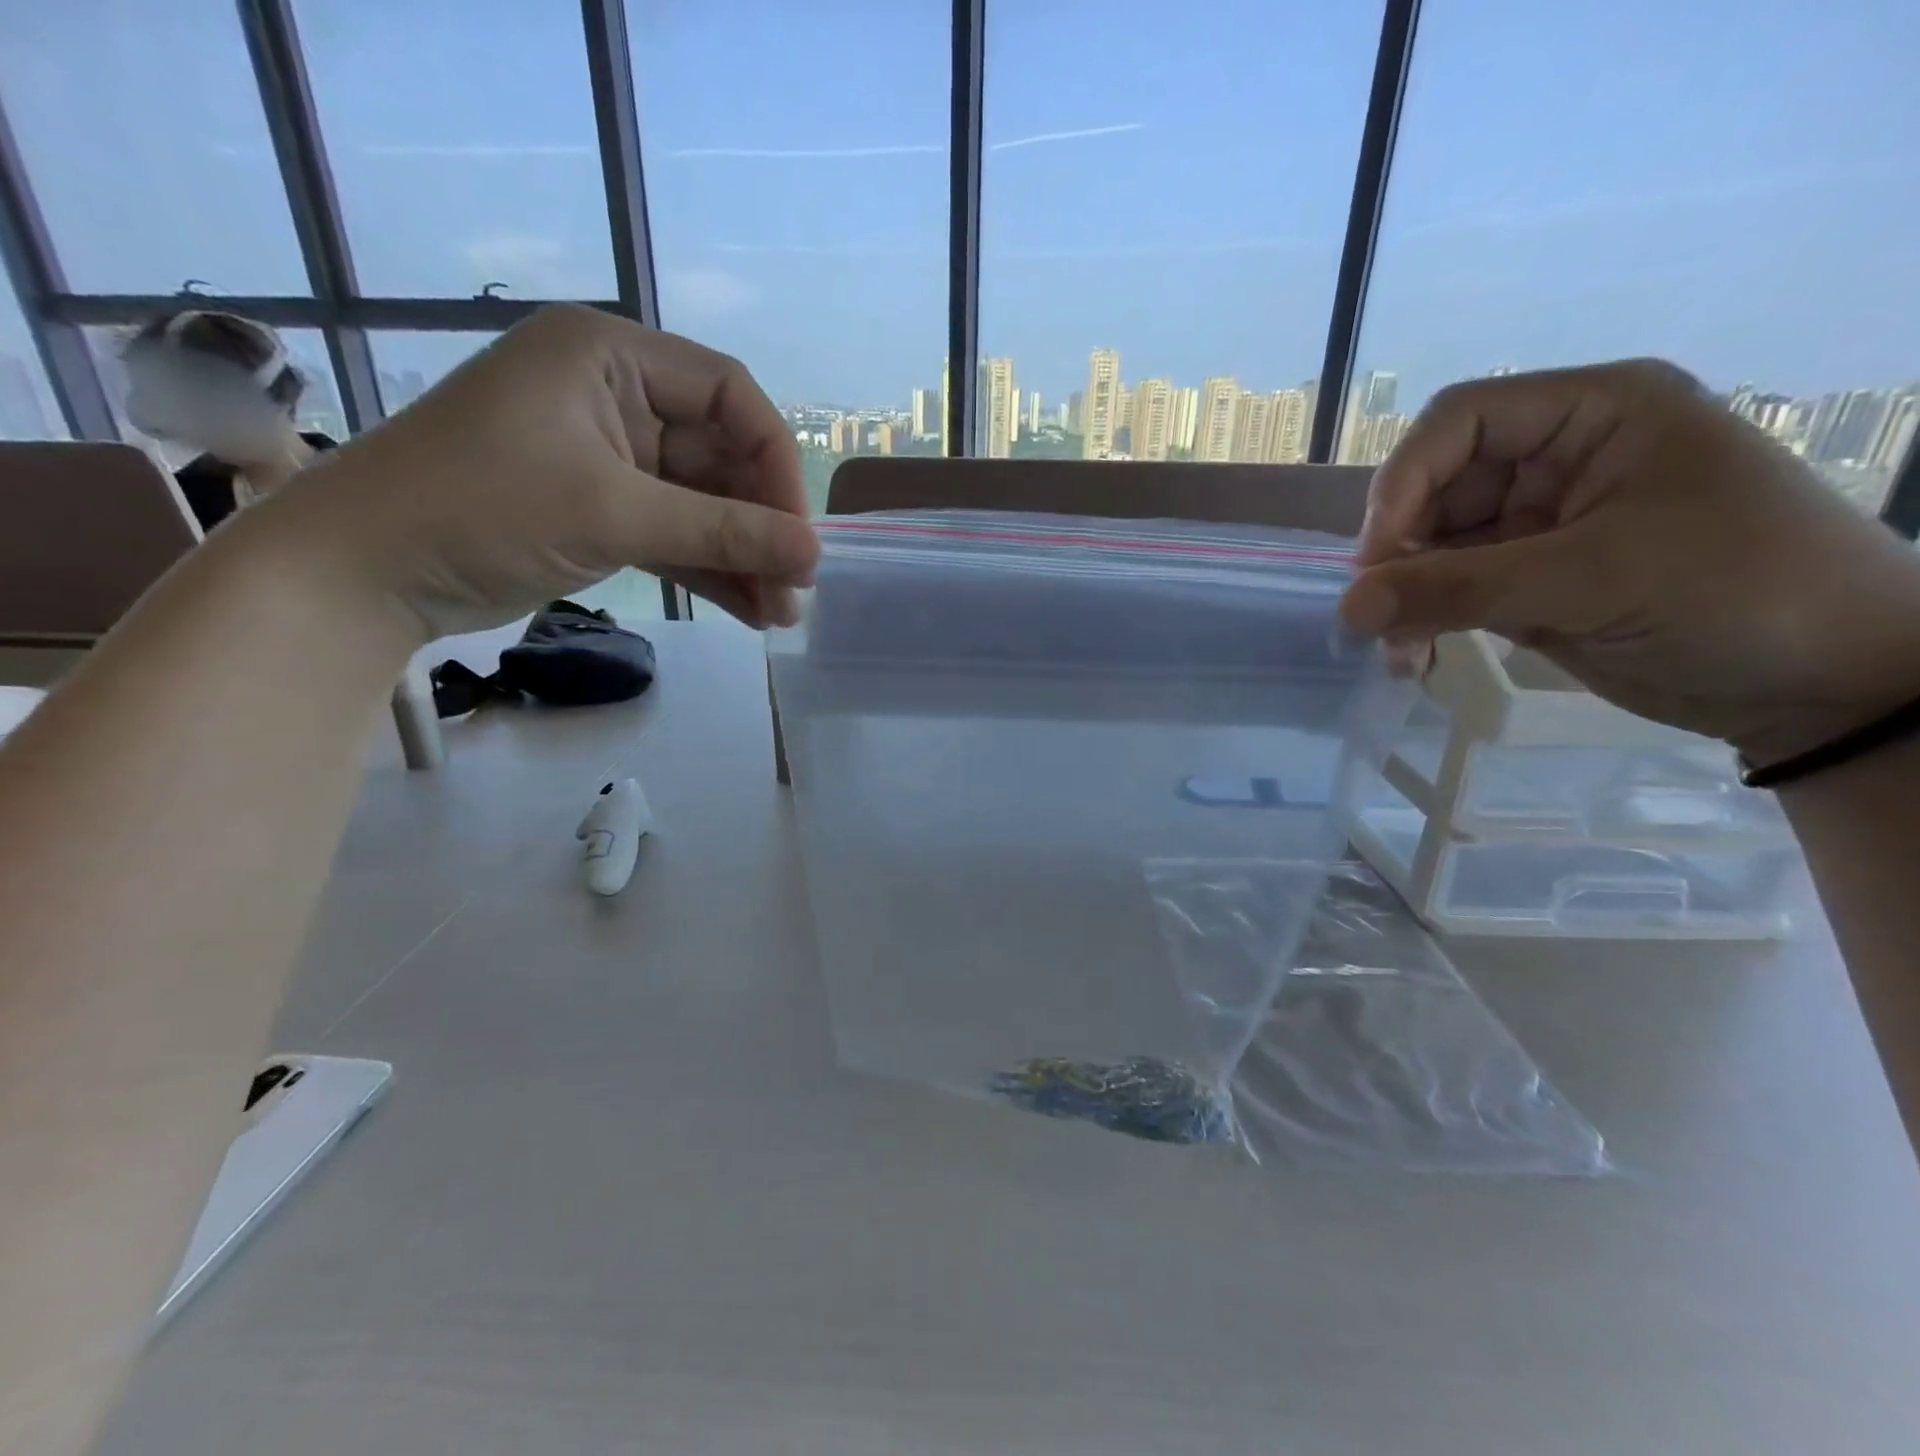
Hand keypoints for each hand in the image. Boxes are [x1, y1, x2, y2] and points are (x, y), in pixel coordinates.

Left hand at [248, 304, 819, 637]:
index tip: (799, 534)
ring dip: (744, 557)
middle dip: (762, 527)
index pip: (730, 395)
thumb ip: (724, 530)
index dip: (775, 464)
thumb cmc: (481, 510)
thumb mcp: (614, 513)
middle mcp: (616, 397)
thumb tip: (814, 556)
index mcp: (610, 357)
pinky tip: (750, 612)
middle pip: (722, 457)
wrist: (363, 574)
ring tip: (781, 615)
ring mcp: (610, 459)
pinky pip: (676, 535)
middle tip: (797, 590)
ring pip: (703, 504)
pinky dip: (710, 571)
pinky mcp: (601, 510)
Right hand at [1339, 359, 1919, 766]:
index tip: (1377, 557)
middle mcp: (1557, 460)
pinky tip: (1414, 659)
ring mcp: (1540, 525)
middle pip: (1435, 487)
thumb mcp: (1593, 579)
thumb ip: (1458, 589)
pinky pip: (1450, 591)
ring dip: (1404, 597)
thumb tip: (1347, 608)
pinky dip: (1423, 622)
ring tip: (1400, 654)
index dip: (1404, 481)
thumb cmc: (1739, 594)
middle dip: (1400, 553)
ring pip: (1433, 547)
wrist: (1826, 686)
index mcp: (1594, 415)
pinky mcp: (1530, 581)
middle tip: (1375, 617)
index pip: (1459, 421)